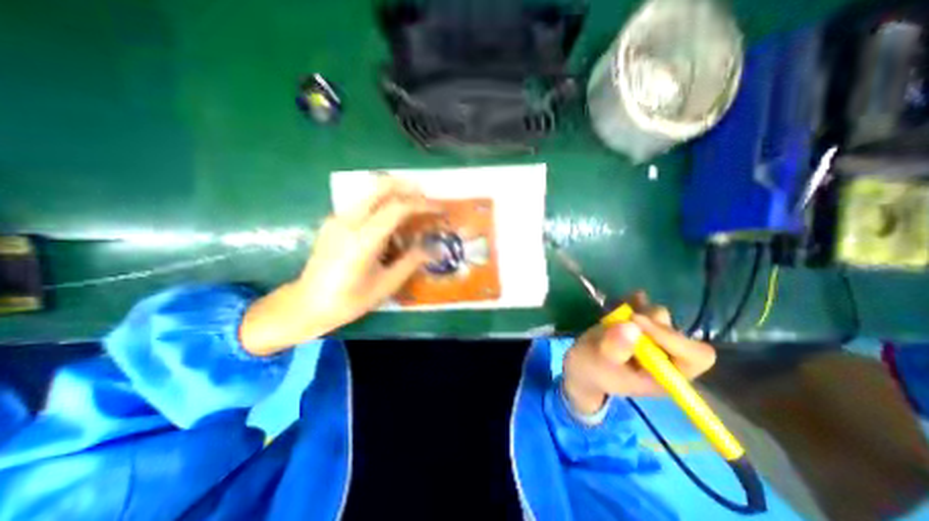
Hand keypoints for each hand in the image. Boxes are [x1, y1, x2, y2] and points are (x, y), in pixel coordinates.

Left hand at [240, 178, 438, 355]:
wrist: (307, 305)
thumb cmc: (350, 300)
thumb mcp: (387, 284)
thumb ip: (412, 261)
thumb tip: (436, 249)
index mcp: (363, 239)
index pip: (397, 208)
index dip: (422, 205)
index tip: (439, 208)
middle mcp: (348, 221)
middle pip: (380, 188)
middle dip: (407, 188)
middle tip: (427, 197)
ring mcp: (337, 219)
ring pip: (370, 193)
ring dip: (395, 194)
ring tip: (413, 208)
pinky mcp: (333, 222)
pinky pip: (363, 204)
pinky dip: (382, 204)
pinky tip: (391, 221)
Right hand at [558, 293, 716, 414]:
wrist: (583, 365)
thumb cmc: (592, 370)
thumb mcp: (598, 363)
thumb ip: (614, 348)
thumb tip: (632, 326)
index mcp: (666, 376)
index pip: (694, 356)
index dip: (672, 338)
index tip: (638, 322)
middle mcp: (666, 357)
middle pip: (677, 333)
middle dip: (651, 324)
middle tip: (626, 318)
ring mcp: (653, 339)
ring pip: (661, 317)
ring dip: (641, 312)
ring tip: (618, 316)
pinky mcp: (639, 325)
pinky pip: (645, 307)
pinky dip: (637, 301)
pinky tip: (628, 299)